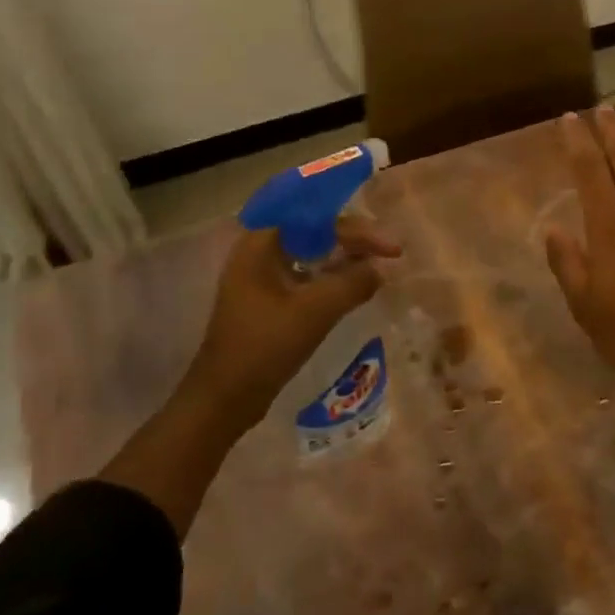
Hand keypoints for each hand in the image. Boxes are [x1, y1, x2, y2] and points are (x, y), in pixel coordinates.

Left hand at [181, 219, 401, 414]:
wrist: (225, 397)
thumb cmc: (265, 346)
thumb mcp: (316, 311)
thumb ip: (353, 282)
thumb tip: (380, 270)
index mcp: (261, 243)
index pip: (317, 217)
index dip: (357, 227)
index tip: (390, 247)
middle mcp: (257, 251)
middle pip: (314, 230)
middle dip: (354, 239)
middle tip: (390, 253)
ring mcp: (260, 276)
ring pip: (311, 253)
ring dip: (344, 256)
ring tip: (377, 265)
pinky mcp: (266, 299)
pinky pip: (305, 274)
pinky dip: (331, 276)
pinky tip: (352, 286)